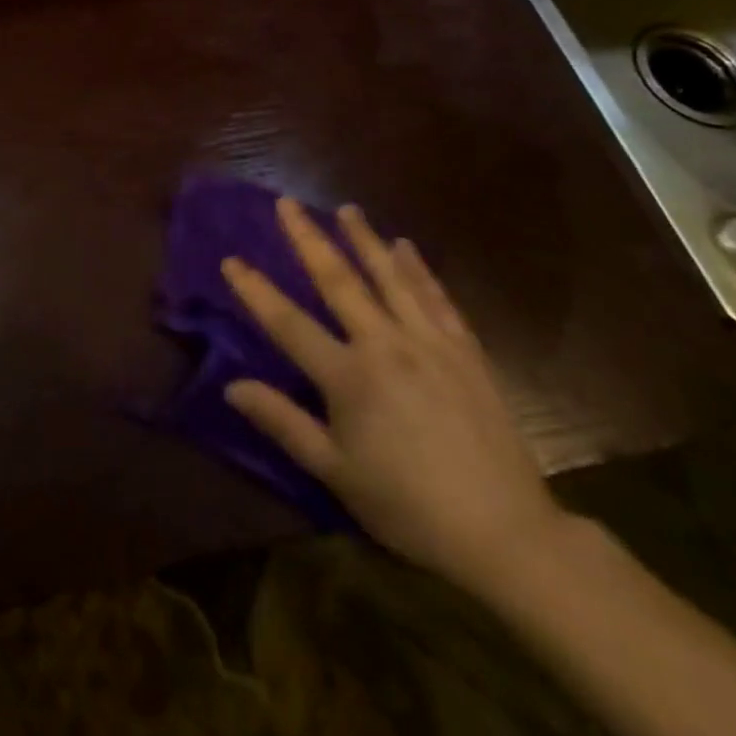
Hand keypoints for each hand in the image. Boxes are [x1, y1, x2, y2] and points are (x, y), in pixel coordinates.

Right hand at [222, 198, 565, 594]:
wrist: (505, 532)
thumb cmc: (408, 506)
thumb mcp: (335, 472)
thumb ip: (283, 423)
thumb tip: (231, 386)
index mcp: (348, 377)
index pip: (288, 323)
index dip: (255, 290)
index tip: (230, 259)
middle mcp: (385, 345)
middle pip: (339, 280)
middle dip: (308, 238)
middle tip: (287, 203)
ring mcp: (429, 343)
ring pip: (390, 277)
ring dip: (364, 239)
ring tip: (346, 208)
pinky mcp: (465, 351)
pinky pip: (436, 297)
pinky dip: (419, 269)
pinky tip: (405, 246)